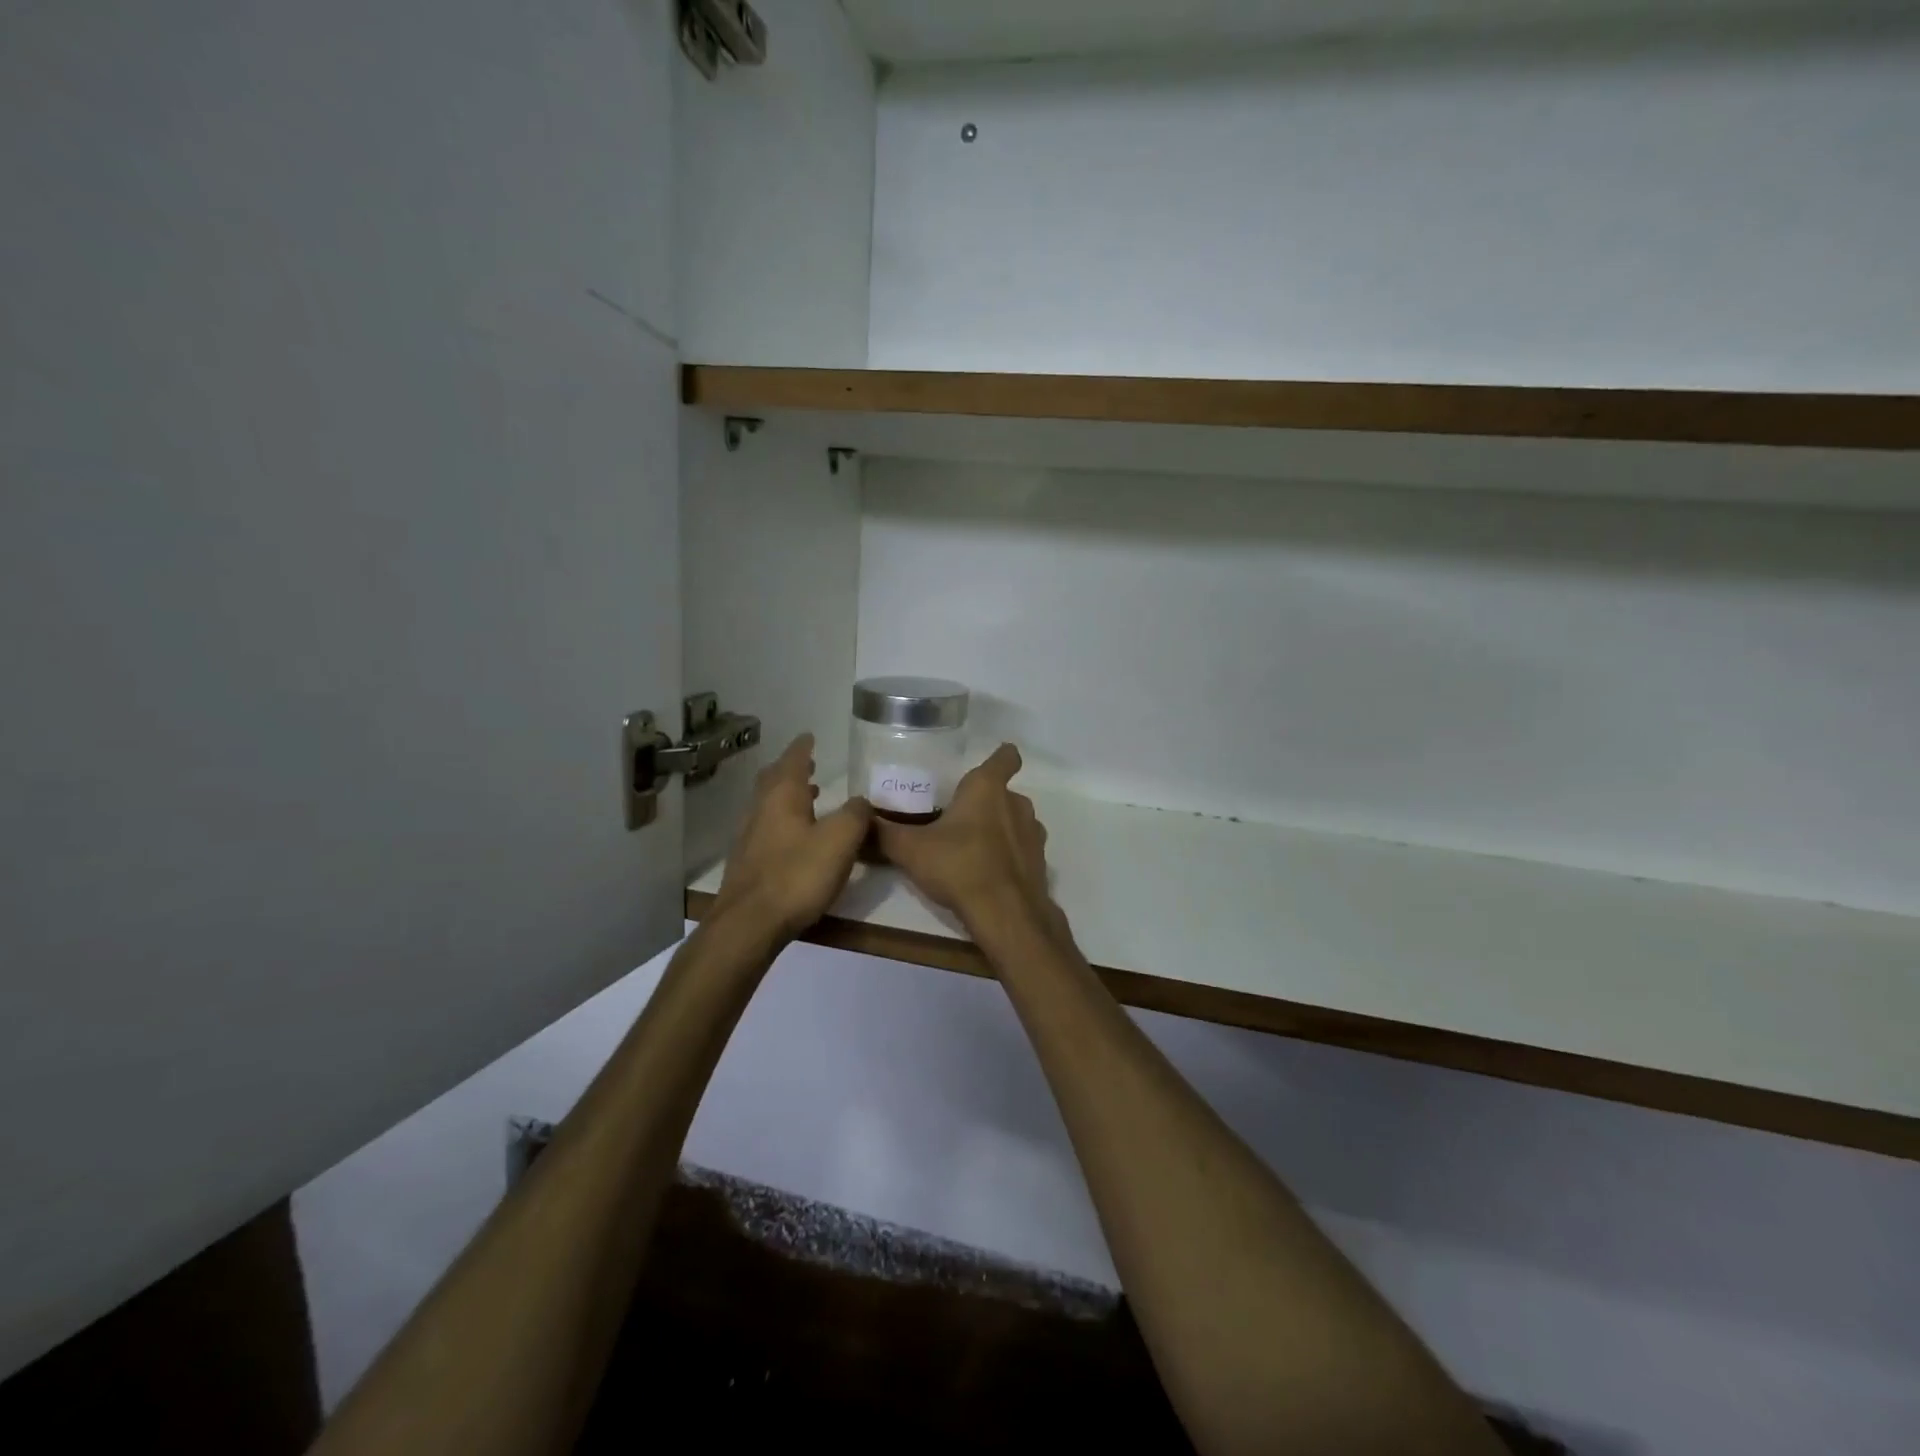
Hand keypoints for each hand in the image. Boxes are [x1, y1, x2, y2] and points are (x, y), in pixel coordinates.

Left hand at [712, 734, 872, 941]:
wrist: (749, 924)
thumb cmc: (797, 875)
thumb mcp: (840, 841)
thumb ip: (855, 815)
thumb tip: (862, 801)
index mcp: (782, 796)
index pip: (793, 760)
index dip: (803, 748)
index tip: (809, 736)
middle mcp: (761, 810)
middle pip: (773, 780)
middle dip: (791, 770)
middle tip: (809, 765)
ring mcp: (749, 837)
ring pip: (768, 805)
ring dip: (787, 797)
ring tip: (809, 799)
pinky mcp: (747, 864)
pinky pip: (766, 829)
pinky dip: (783, 822)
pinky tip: (796, 839)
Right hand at [874, 744, 1053, 932]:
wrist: (1006, 914)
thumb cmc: (959, 866)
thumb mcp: (910, 850)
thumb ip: (884, 832)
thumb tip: (861, 819)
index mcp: (987, 788)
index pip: (1005, 757)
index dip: (1001, 757)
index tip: (986, 765)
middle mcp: (1016, 803)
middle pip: (1003, 793)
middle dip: (984, 802)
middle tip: (956, 818)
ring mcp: (1033, 833)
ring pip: (1015, 821)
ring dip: (998, 829)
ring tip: (970, 847)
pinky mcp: (1040, 862)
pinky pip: (1021, 849)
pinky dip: (1008, 855)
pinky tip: (986, 873)